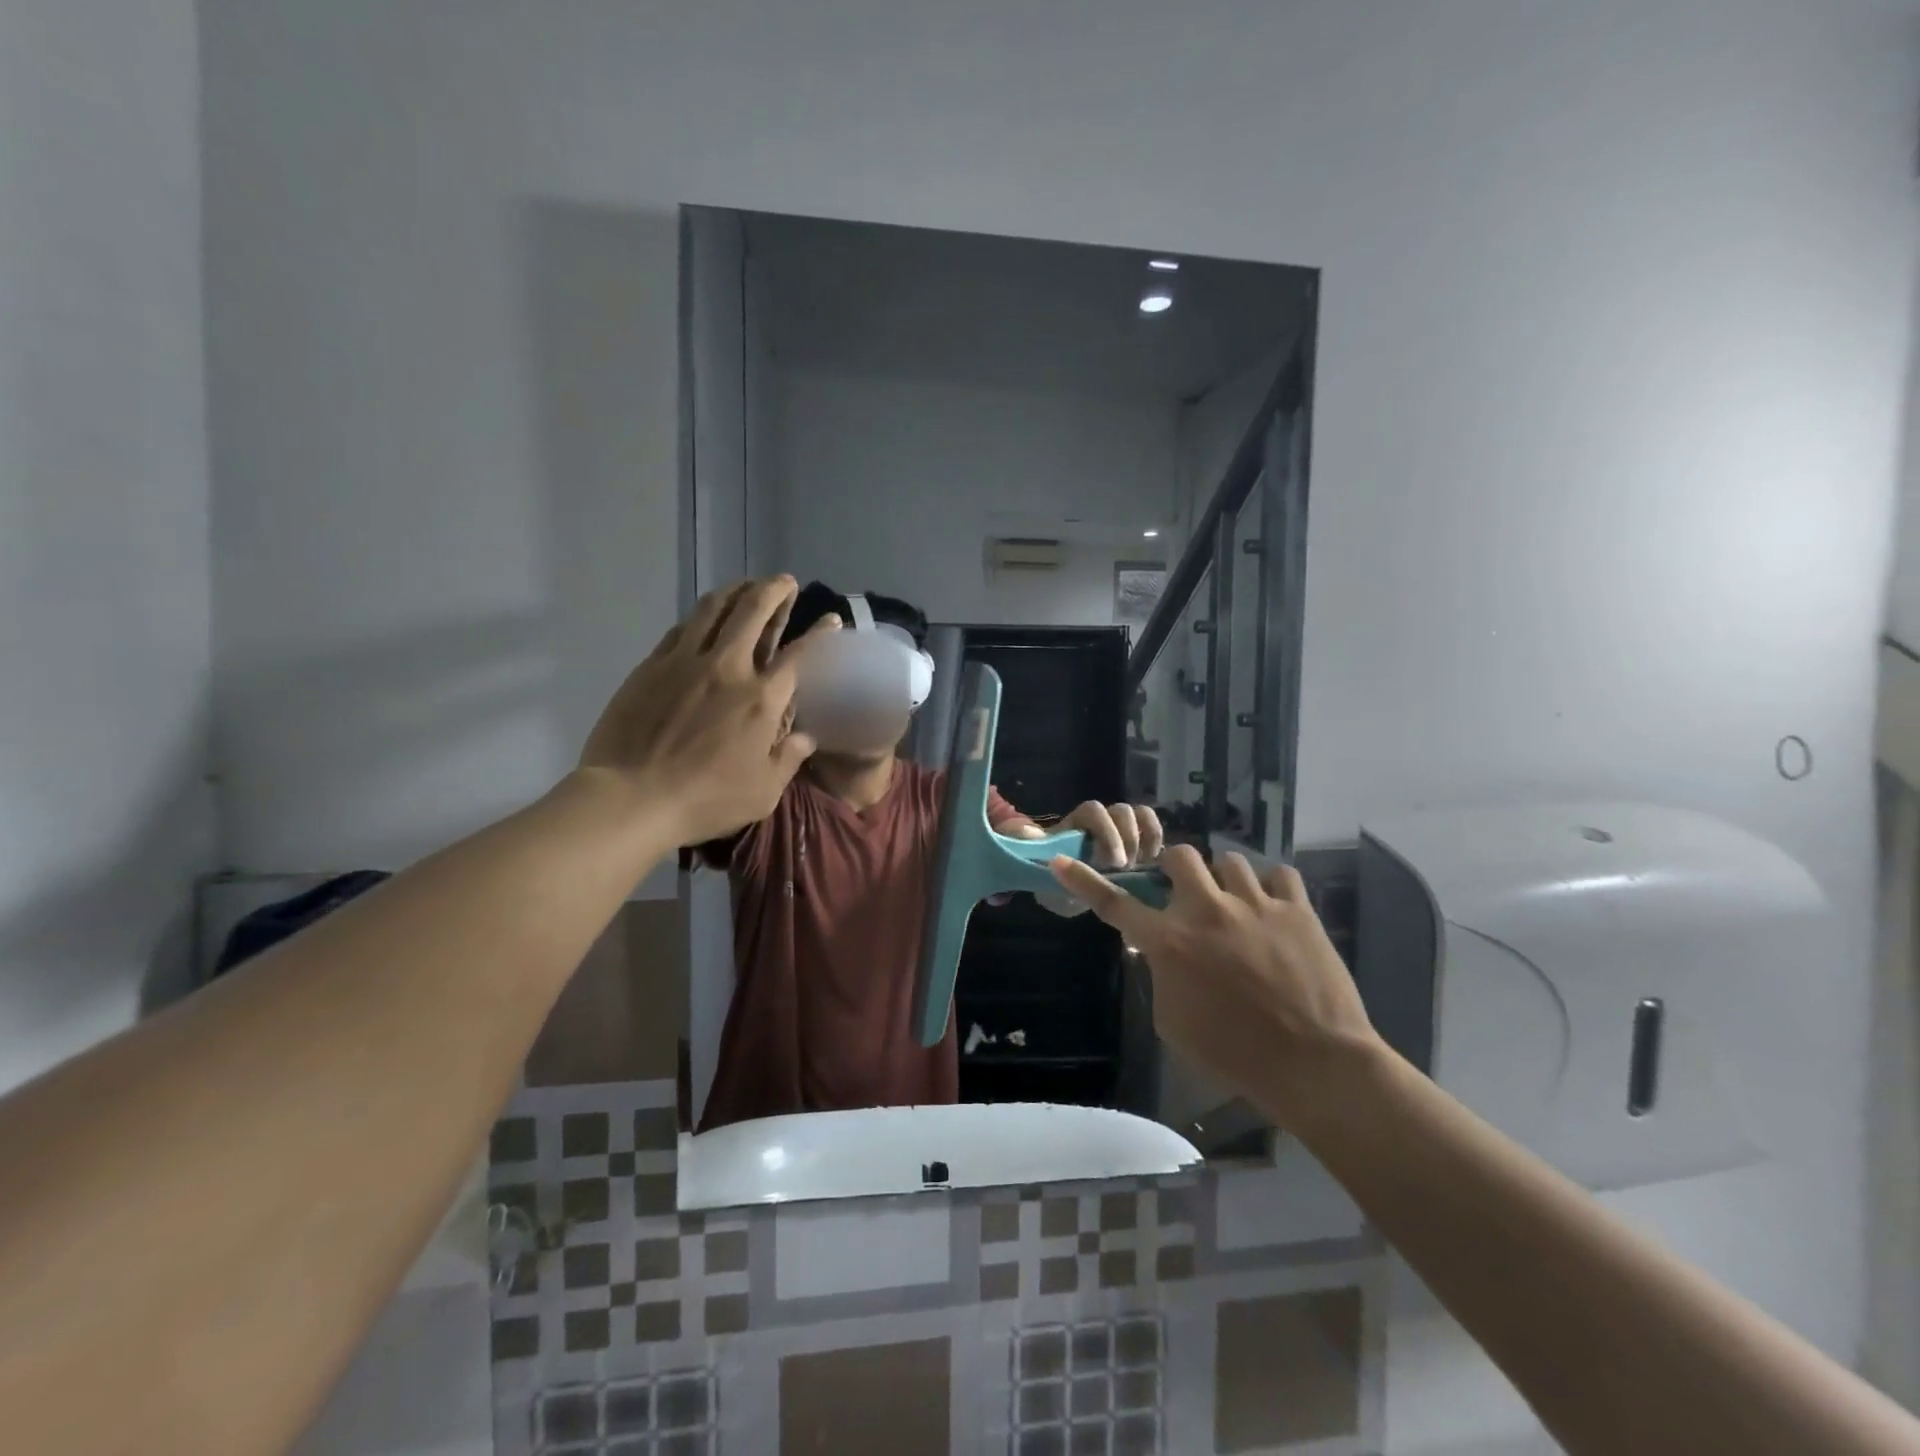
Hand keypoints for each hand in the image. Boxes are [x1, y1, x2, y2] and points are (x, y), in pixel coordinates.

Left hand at [579, 576, 836, 845]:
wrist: (630, 798)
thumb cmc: (705, 800)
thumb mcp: (763, 793)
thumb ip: (788, 759)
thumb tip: (806, 737)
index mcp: (761, 699)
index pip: (800, 655)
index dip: (819, 633)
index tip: (831, 618)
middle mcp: (728, 668)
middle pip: (754, 612)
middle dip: (774, 591)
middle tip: (784, 582)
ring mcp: (685, 662)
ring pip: (713, 608)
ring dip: (735, 590)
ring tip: (746, 585)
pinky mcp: (651, 666)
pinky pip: (681, 629)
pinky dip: (700, 616)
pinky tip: (704, 617)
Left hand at [1006, 801, 1163, 867]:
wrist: (1065, 892)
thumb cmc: (1051, 875)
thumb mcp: (1036, 865)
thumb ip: (1031, 847)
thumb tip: (1024, 833)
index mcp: (1076, 823)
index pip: (1093, 810)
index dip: (1106, 831)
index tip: (1111, 861)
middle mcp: (1101, 821)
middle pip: (1121, 811)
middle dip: (1127, 838)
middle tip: (1125, 869)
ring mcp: (1121, 830)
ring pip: (1140, 815)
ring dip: (1144, 839)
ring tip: (1142, 867)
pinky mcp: (1137, 843)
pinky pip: (1152, 828)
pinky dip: (1156, 840)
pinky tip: (1154, 865)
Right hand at [1048, 848, 1381, 1121]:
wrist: (1314, 1065)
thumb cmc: (1234, 1053)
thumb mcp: (1173, 1021)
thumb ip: (1160, 975)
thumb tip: (1158, 951)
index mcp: (1170, 943)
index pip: (1115, 904)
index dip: (1083, 881)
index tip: (1060, 862)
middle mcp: (1207, 911)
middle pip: (1180, 857)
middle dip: (1178, 871)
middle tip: (1189, 895)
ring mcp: (1255, 904)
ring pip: (1230, 861)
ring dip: (1226, 882)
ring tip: (1238, 907)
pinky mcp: (1297, 909)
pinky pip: (1279, 874)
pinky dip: (1272, 887)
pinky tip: (1274, 909)